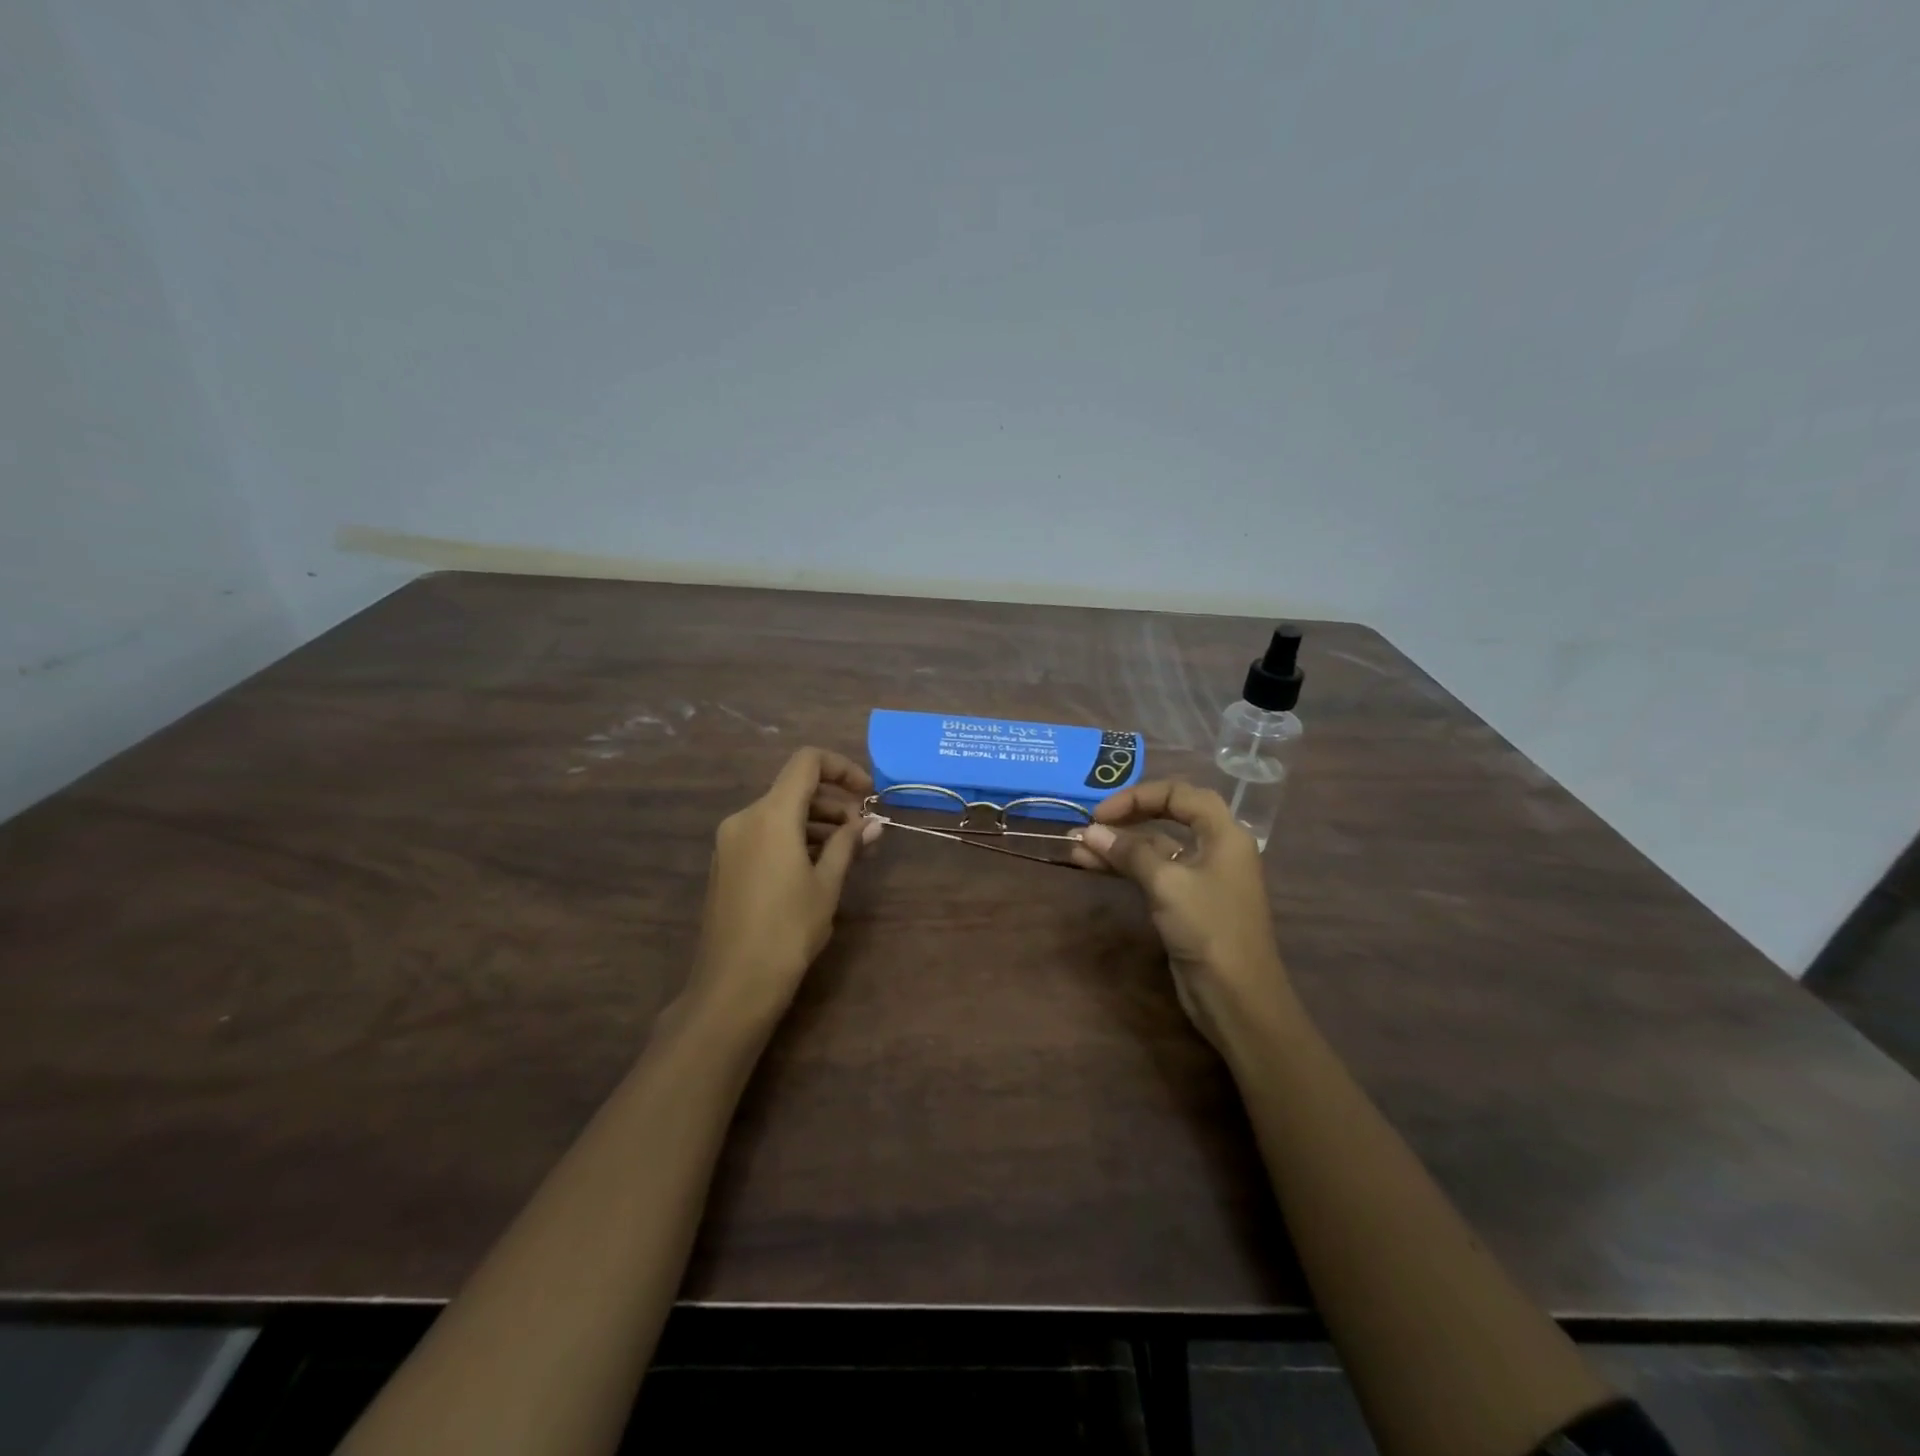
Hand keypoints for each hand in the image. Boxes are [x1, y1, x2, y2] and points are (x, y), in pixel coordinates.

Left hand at [685, 747, 881, 1029]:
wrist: (734, 984)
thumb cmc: (788, 930)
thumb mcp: (827, 884)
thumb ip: (848, 845)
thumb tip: (871, 824)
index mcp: (770, 815)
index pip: (807, 763)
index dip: (842, 768)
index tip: (868, 794)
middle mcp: (745, 818)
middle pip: (794, 789)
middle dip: (834, 803)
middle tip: (864, 833)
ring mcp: (731, 841)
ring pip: (780, 814)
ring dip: (817, 824)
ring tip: (848, 853)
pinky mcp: (726, 863)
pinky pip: (765, 834)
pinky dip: (794, 839)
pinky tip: (817, 867)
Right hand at [1071, 780, 1294, 1050]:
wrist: (1237, 998)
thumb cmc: (1209, 929)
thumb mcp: (1167, 883)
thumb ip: (1129, 852)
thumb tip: (1089, 831)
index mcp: (1224, 833)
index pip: (1179, 793)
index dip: (1138, 796)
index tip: (1102, 814)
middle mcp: (1216, 848)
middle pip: (1168, 816)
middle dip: (1127, 818)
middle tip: (1090, 825)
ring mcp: (1201, 876)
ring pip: (1156, 848)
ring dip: (1119, 845)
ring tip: (1077, 847)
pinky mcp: (1187, 902)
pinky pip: (1154, 872)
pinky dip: (1126, 867)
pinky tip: (1094, 866)